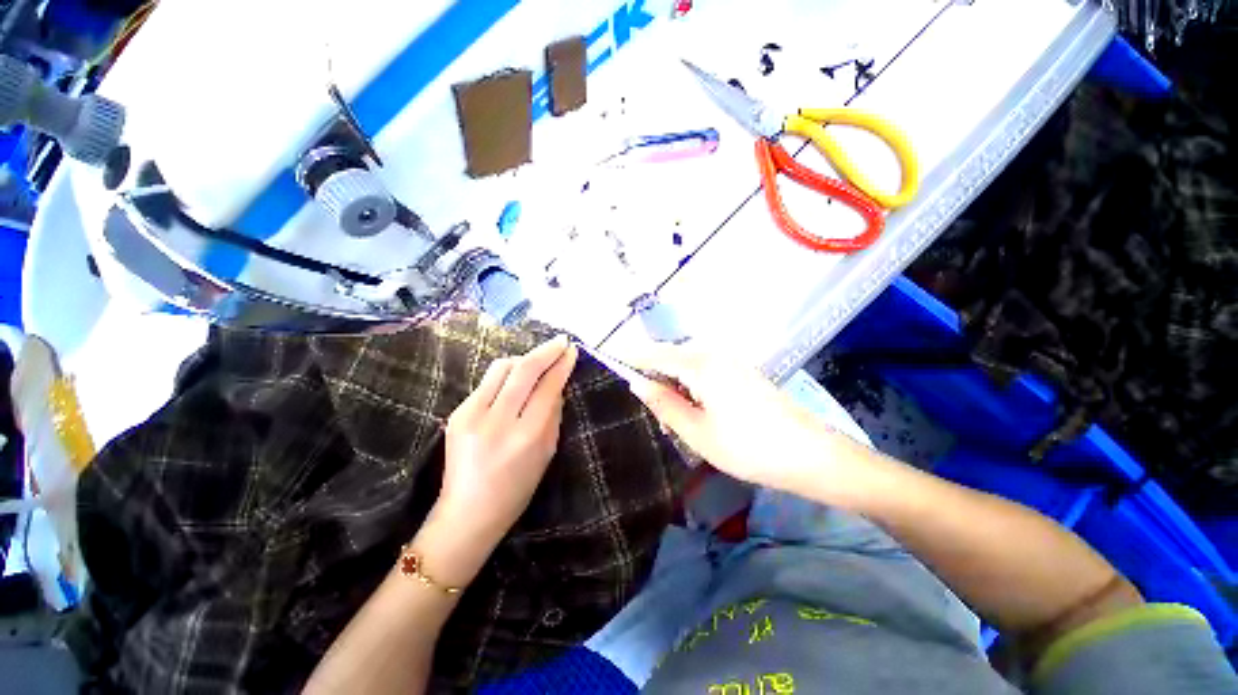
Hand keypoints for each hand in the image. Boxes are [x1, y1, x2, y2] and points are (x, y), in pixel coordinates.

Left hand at [421, 336, 577, 582]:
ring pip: (502, 368)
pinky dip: (507, 374)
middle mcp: (498, 422)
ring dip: (524, 358)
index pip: (548, 388)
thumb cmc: (517, 489)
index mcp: (526, 437)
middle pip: (524, 370)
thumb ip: (554, 414)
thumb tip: (557, 384)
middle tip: (561, 341)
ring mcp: (472, 415)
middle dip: (546, 351)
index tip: (571, 350)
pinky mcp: (457, 413)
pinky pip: (487, 381)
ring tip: (538, 360)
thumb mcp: (547, 453)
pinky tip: (516, 379)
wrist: (468, 512)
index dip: (561, 365)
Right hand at [628, 346, 839, 492]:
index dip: (632, 357)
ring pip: (689, 366)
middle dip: (657, 379)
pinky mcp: (742, 372)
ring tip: (676, 419)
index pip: (655, 353)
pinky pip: (706, 372)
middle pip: (672, 358)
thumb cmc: (747, 446)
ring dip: (675, 386)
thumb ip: (663, 403)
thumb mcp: (696, 431)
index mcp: (701, 364)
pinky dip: (693, 388)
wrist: (810, 454)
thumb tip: (637, 382)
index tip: (611, 360)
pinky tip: (698, 412)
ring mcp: (732, 362)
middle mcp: (715, 354)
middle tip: (653, 412)